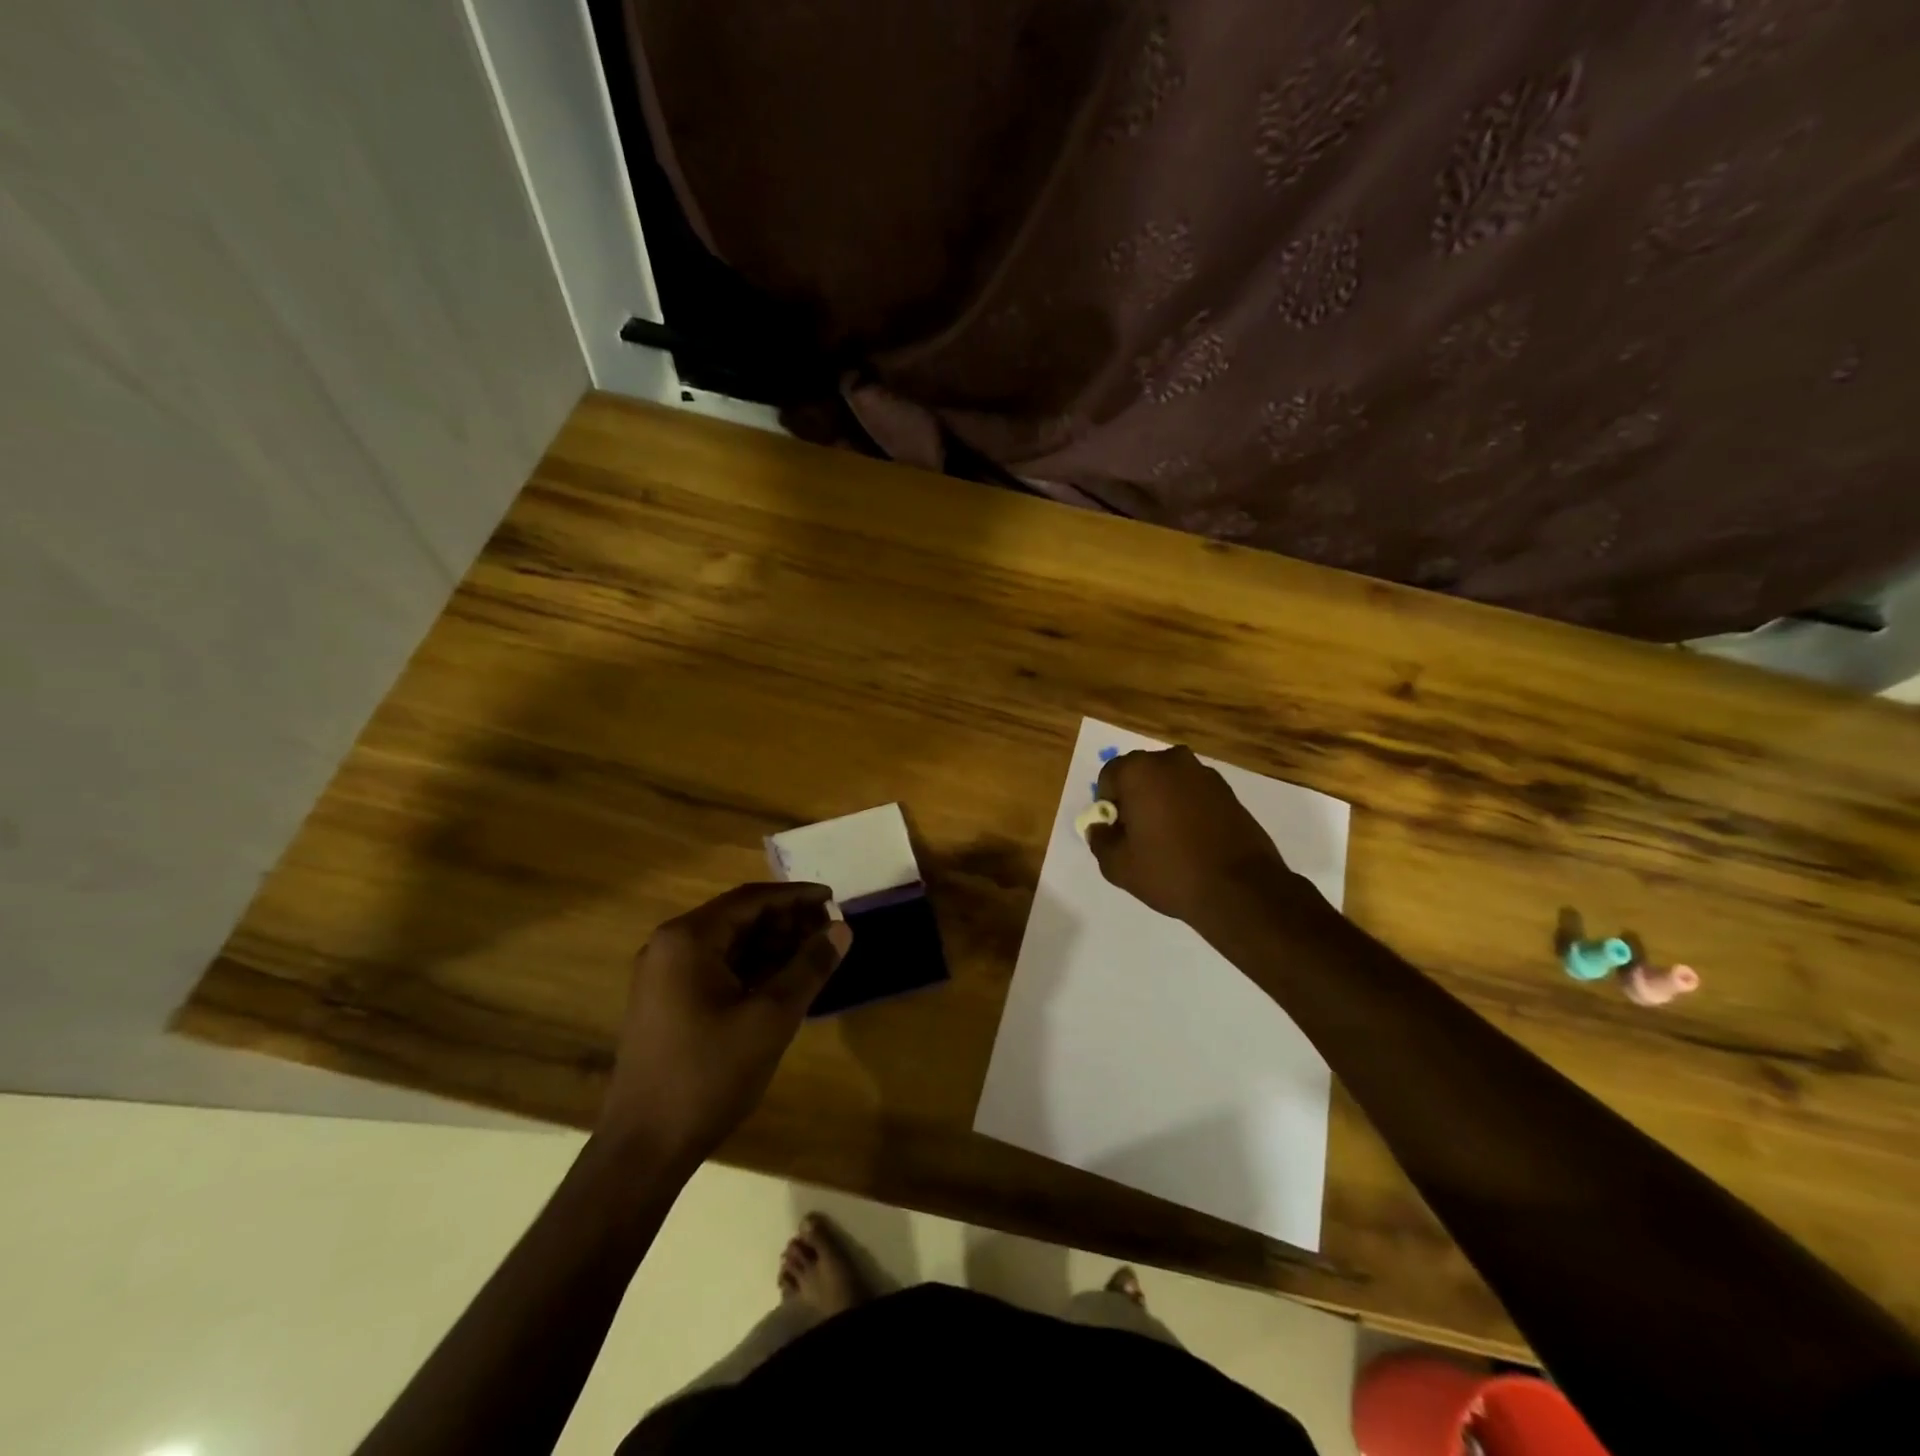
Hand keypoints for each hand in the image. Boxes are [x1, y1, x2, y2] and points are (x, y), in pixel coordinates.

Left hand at [598, 882, 850, 1168]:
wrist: (644, 1148)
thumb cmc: (709, 1074)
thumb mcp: (771, 1018)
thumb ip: (810, 967)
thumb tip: (842, 928)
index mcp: (688, 939)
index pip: (750, 899)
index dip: (796, 896)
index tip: (833, 900)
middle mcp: (669, 947)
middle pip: (738, 918)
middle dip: (786, 921)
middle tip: (829, 930)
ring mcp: (663, 976)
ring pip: (728, 944)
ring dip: (771, 945)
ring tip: (814, 955)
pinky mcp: (666, 1003)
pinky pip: (715, 969)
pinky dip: (751, 968)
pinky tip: (783, 981)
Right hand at [1087, 745, 1298, 927]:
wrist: (1240, 889)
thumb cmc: (1170, 871)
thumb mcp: (1118, 865)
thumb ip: (1100, 840)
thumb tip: (1100, 827)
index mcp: (1140, 771)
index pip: (1109, 777)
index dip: (1107, 805)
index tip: (1117, 832)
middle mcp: (1172, 760)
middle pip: (1140, 775)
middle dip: (1135, 799)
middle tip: (1139, 836)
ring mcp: (1204, 773)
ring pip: (1169, 783)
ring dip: (1162, 802)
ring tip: (1168, 840)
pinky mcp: (1229, 791)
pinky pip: (1194, 794)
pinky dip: (1187, 809)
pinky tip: (1192, 840)